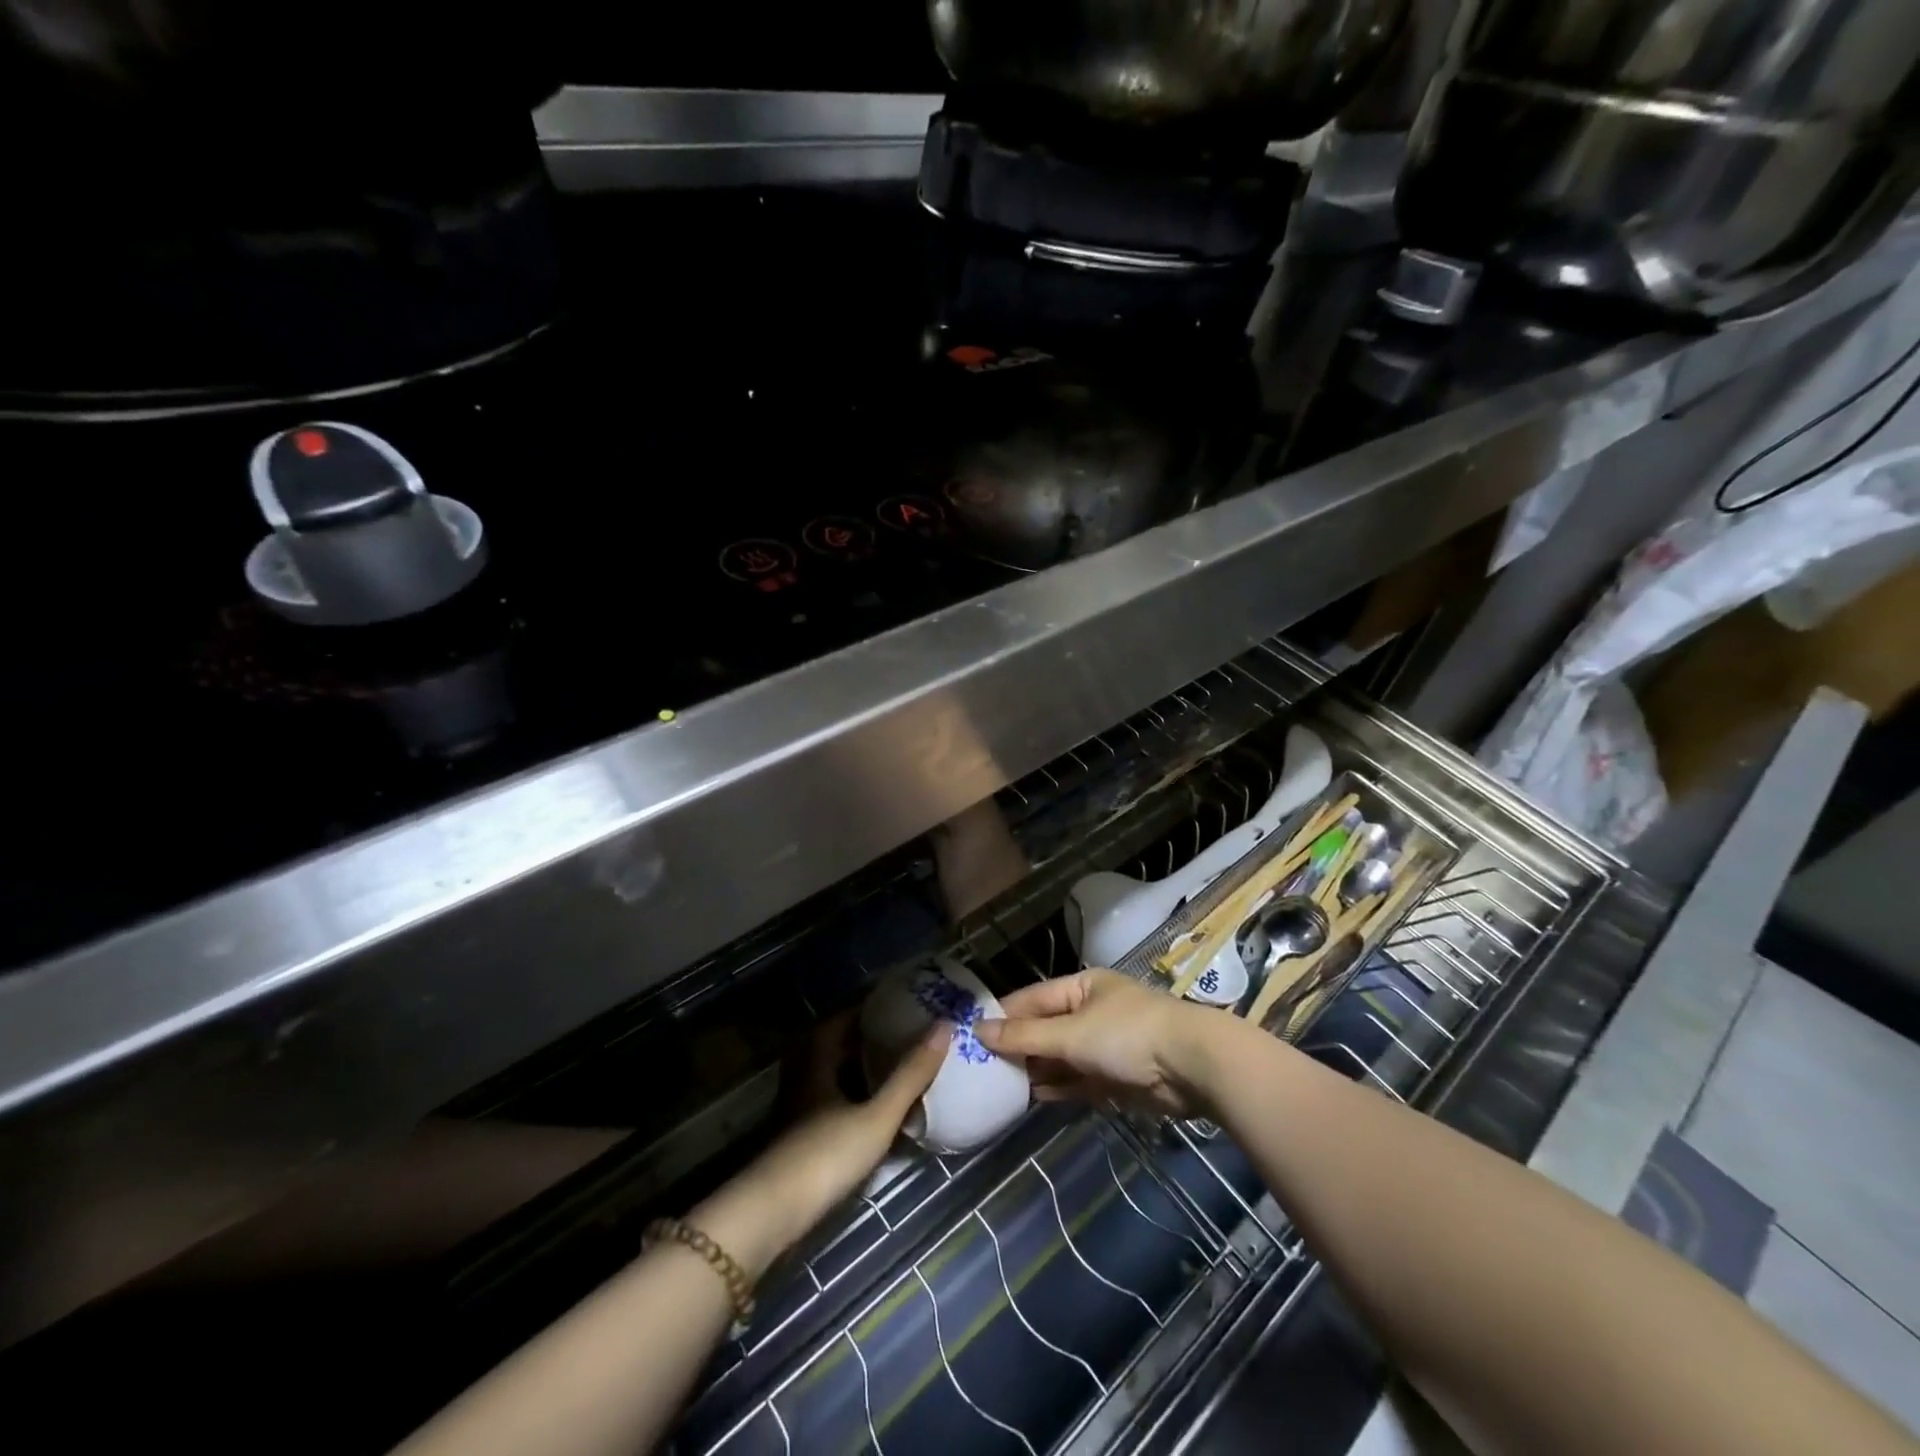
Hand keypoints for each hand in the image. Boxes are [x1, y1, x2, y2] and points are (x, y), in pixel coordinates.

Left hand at [698, 1017, 945, 1271]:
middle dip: (866, 1036)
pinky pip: (832, 1102)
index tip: (900, 1000)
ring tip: (896, 1065)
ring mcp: (798, 1110)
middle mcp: (803, 1076)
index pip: (842, 1017)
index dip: (869, 1006)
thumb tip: (944, 1025)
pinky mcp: (800, 1139)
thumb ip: (910, 1074)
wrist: (771, 1217)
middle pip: (835, 1045)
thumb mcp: (876, 1116)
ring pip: (832, 1075)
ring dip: (860, 1068)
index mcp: (816, 1059)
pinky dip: (855, 1097)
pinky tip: (876, 1110)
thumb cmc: (825, 1155)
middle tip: (903, 1030)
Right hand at [973, 969, 1209, 1118]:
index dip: (1004, 1015)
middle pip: (1046, 1028)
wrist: (1192, 1067)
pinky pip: (1078, 1080)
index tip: (971, 1034)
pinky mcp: (1116, 1077)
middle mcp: (1091, 1012)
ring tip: (999, 1085)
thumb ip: (1026, 1036)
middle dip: (1018, 1046)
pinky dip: (1058, 1087)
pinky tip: (1033, 1098)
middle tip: (981, 1067)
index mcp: (1082, 987)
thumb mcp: (1071, 1033)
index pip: (1033, 998)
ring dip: (1036, 1070)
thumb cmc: (1127, 1035)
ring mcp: (1105, 1045)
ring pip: (1061, 1057)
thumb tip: (979, 1031)